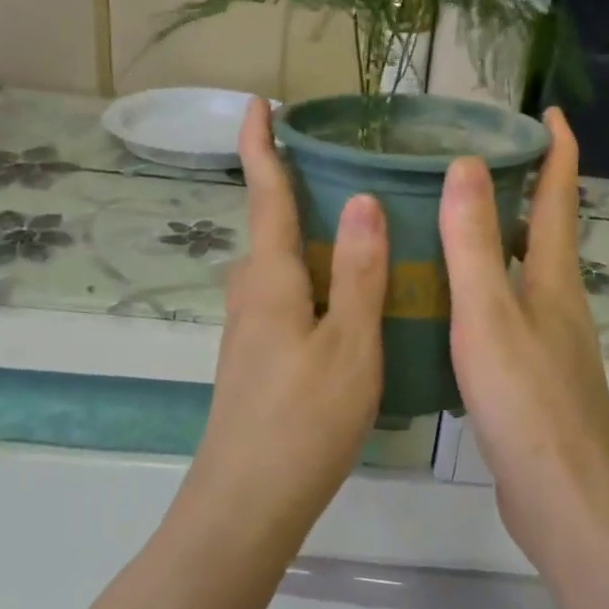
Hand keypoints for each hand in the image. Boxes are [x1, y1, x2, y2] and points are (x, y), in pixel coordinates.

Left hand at [182, 97, 388, 543]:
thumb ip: (357, 274)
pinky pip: (284, 303)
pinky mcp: (256, 363)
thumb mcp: (349, 344)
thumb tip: (362, 201)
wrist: (246, 505)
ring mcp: (248, 334)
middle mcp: (251, 298)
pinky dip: (312, 286)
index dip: (261, 147)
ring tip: (359, 241)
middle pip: (269, 232)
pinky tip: (348, 309)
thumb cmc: (303, 420)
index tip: (258, 102)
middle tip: (343, 179)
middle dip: (293, 196)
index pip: (266, 197)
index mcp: (271, 281)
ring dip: (305, 245)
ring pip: (278, 271)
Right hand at [439, 109, 608, 582]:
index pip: (558, 197)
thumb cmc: (527, 401)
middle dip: (520, 190)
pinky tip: (446, 306)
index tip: (547, 110)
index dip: (556, 150)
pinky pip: (505, 315)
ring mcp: (549, 343)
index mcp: (553, 280)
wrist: (564, 500)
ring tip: (446, 224)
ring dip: (494, 242)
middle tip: (470, 162)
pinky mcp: (533, 378)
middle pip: (541, 233)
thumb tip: (469, 161)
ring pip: (521, 275)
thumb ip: (473, 242)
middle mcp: (558, 303)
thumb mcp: (489, 315)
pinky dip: (481, 292)